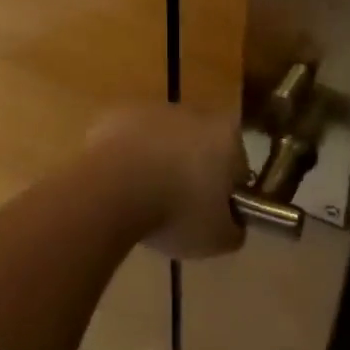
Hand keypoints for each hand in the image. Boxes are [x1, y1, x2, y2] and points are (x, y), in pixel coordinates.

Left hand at [85, 103, 247, 259]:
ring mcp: (155, 109)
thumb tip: (232, 224)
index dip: (227, 193)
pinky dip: (128, 158)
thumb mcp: (217, 239)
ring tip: (143, 200)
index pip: (238, 165)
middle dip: (192, 172)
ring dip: (159, 162)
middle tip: (178, 210)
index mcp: (227, 136)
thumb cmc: (175, 212)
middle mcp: (196, 113)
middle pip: (201, 146)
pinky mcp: (119, 112)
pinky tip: (119, 185)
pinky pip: (132, 139)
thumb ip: (233, 229)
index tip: (211, 216)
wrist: (111, 188)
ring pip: (164, 140)